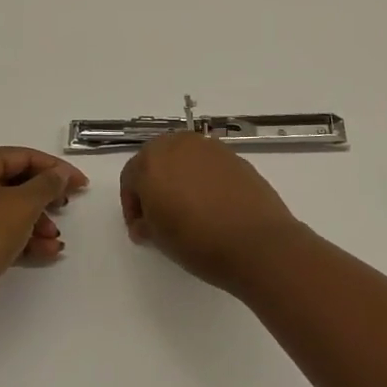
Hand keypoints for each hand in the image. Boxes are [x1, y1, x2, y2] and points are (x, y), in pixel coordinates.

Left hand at [0, 147, 87, 321]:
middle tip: (66, 206)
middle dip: (45, 198)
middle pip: (15, 183)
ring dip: (37, 223)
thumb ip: (48, 184)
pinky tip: (47, 252)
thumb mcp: (24, 203)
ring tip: (56, 238)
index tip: (80, 183)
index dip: (55, 167)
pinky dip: (23, 239)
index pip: (22, 156)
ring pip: (8, 211)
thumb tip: (59, 174)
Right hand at [119, 132, 305, 289]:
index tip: (141, 229)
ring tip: (187, 209)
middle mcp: (179, 144)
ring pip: (183, 158)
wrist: (256, 242)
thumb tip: (147, 221)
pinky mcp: (234, 155)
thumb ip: (146, 222)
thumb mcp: (158, 238)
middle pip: (156, 159)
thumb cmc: (197, 241)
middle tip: (160, 215)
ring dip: (179, 177)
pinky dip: (203, 178)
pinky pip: (208, 163)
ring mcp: (209, 147)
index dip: (131, 205)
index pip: (130, 177)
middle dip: (153, 184)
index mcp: (152, 161)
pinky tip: (212, 204)